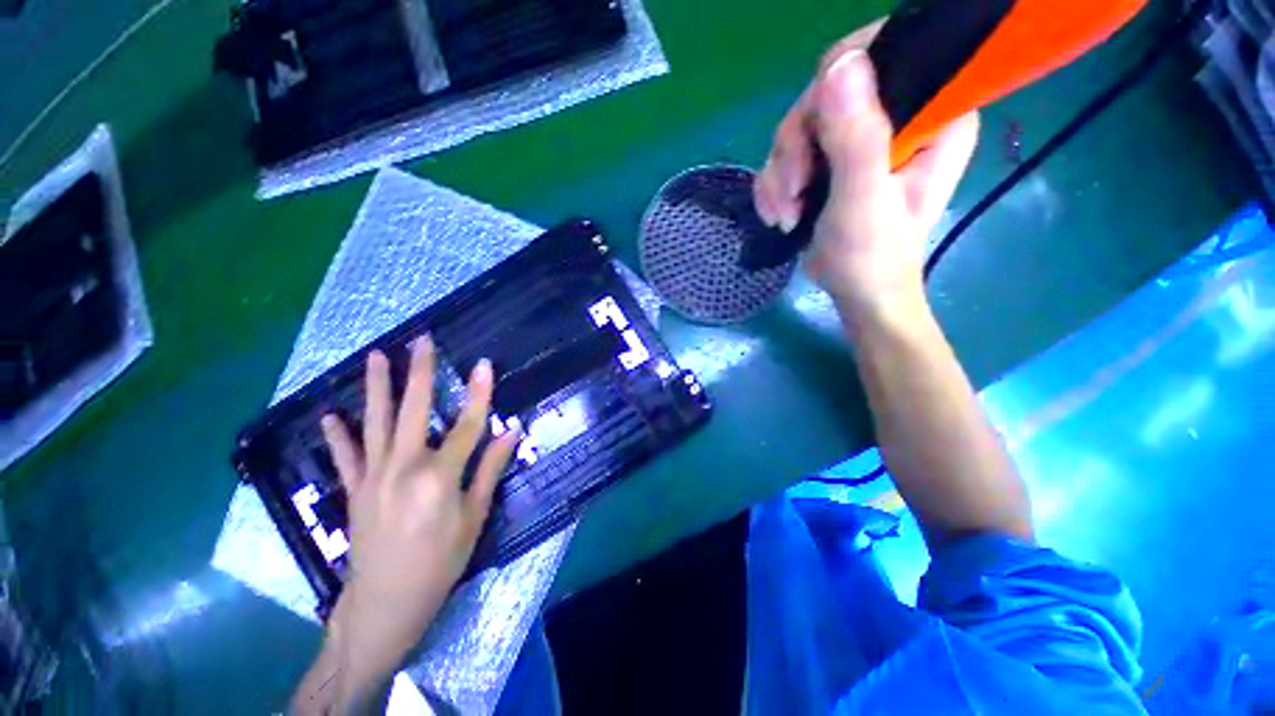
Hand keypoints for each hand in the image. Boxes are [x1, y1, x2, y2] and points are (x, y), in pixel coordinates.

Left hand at [316, 338, 518, 699]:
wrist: (385, 604)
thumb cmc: (440, 563)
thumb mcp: (474, 518)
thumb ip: (489, 470)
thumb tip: (510, 432)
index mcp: (438, 478)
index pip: (466, 425)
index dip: (478, 393)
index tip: (483, 364)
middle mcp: (403, 468)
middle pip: (413, 410)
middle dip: (420, 372)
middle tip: (421, 340)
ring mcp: (373, 477)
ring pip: (376, 423)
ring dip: (377, 387)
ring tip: (377, 356)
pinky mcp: (354, 490)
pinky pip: (346, 456)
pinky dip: (339, 435)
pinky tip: (331, 415)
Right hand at [754, 24, 979, 325]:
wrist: (858, 294)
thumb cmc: (872, 258)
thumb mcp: (863, 201)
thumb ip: (857, 138)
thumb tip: (840, 65)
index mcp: (933, 113)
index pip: (884, 53)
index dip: (837, 82)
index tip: (812, 137)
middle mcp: (901, 114)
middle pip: (827, 94)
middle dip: (796, 149)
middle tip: (793, 193)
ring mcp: (862, 138)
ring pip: (799, 127)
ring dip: (781, 175)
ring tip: (785, 215)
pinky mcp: (834, 160)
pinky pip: (788, 154)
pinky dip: (775, 186)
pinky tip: (779, 214)